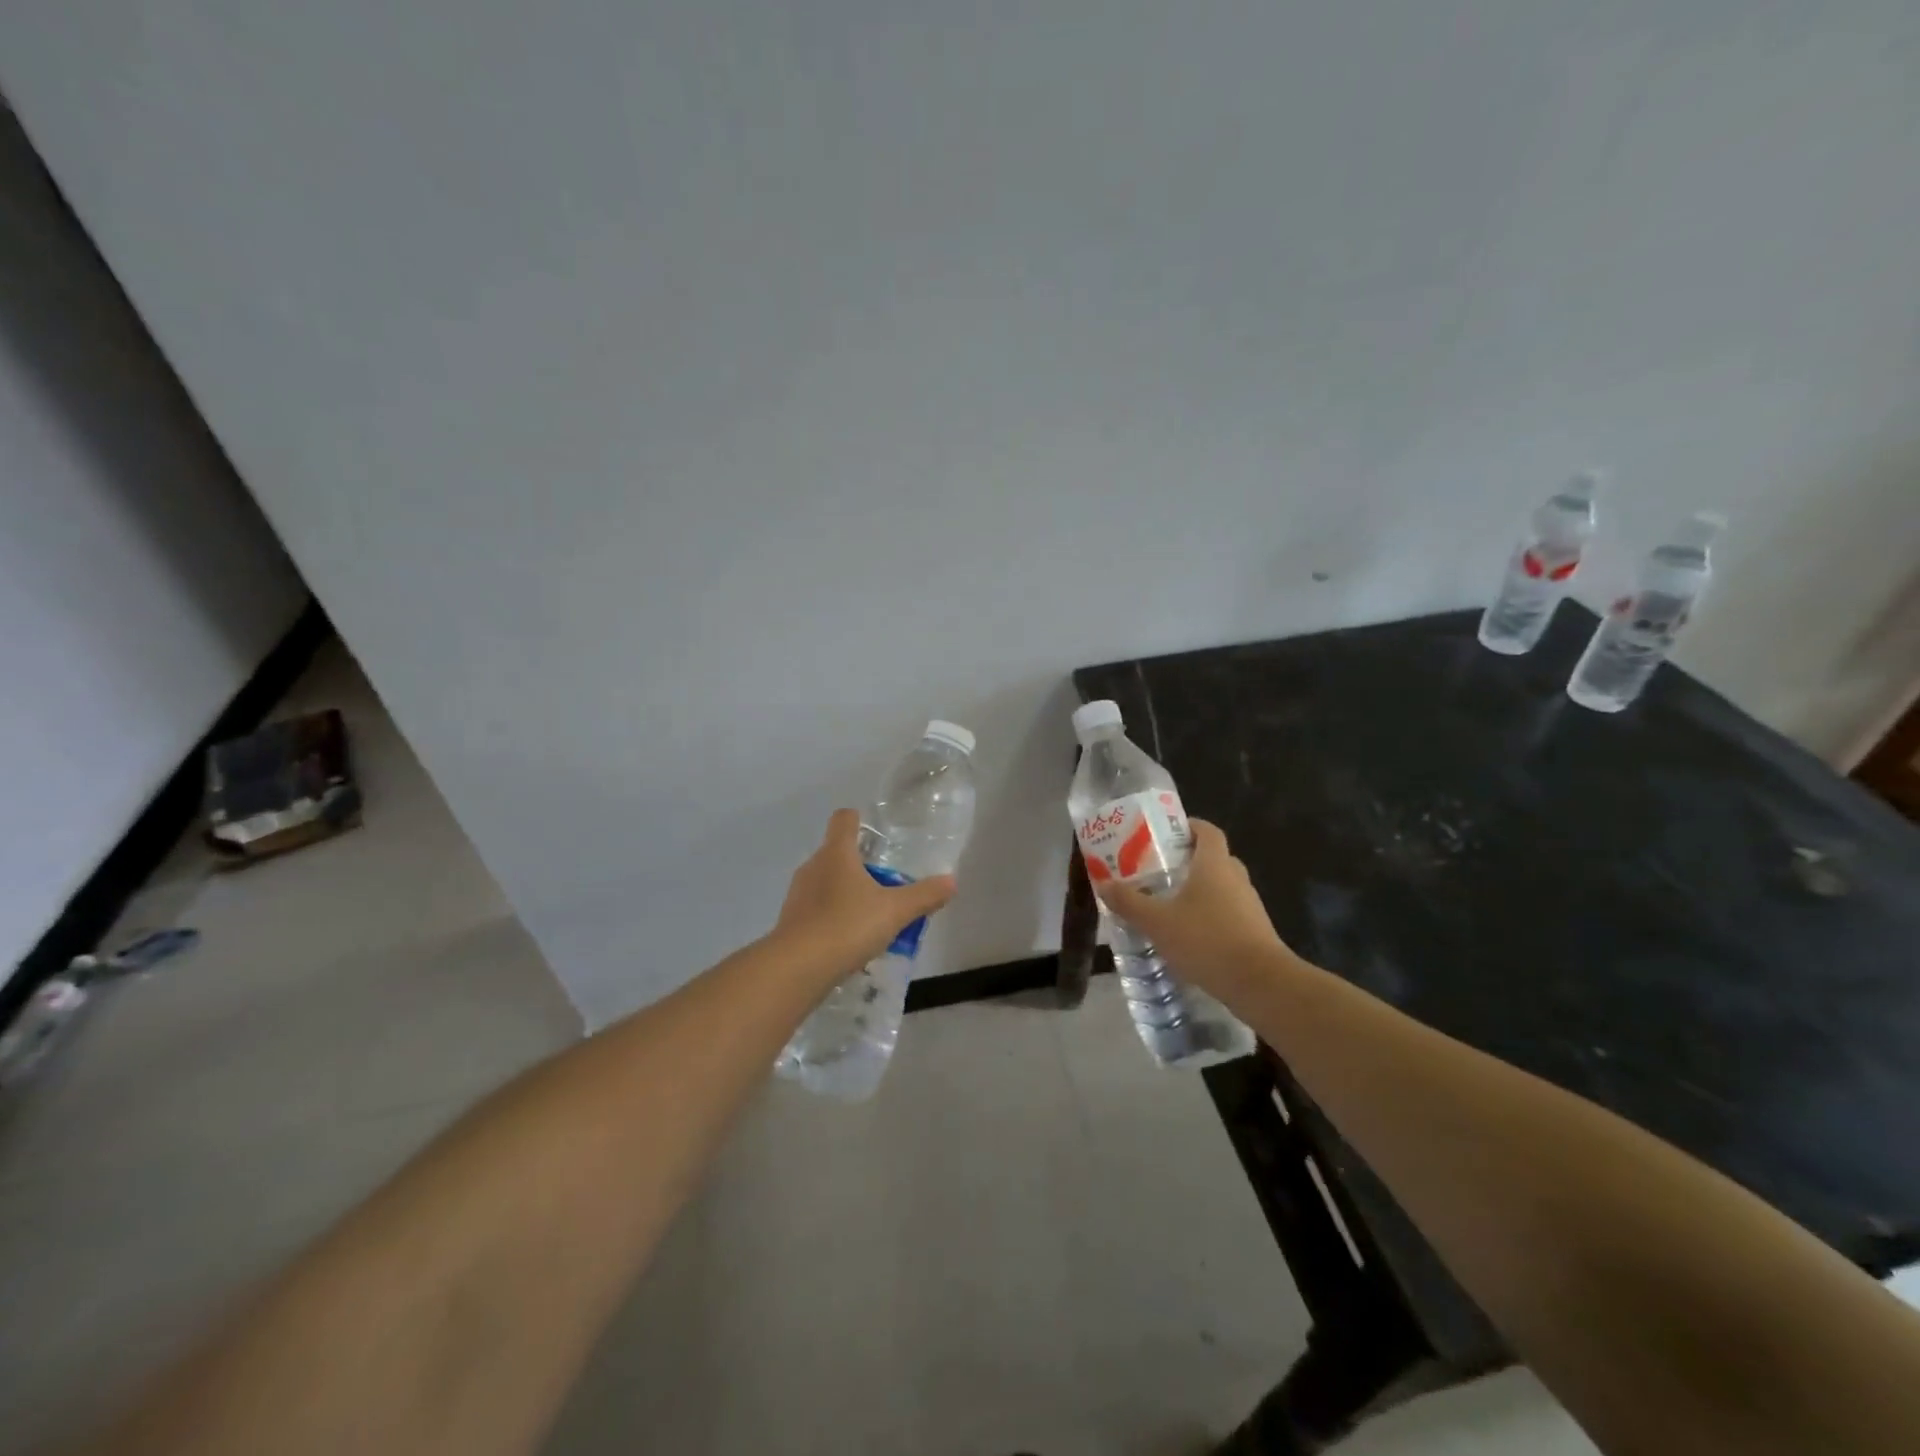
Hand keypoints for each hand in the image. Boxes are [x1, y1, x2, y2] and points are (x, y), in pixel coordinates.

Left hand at [772, 809, 957, 979]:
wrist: (797, 968)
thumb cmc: (847, 926)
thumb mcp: (894, 911)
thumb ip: (923, 896)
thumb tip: (950, 882)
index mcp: (836, 853)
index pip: (843, 819)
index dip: (858, 820)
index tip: (875, 835)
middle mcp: (813, 866)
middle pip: (835, 852)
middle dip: (858, 864)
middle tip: (884, 883)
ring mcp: (797, 894)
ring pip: (824, 882)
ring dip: (844, 893)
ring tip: (869, 915)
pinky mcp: (790, 921)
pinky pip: (815, 910)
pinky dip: (831, 917)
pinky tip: (848, 940)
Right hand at [1094, 819, 1289, 1000]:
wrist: (1260, 983)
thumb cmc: (1206, 939)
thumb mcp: (1157, 922)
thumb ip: (1129, 902)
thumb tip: (1103, 884)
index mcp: (1214, 864)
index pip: (1207, 831)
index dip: (1189, 827)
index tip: (1166, 834)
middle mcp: (1236, 878)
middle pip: (1214, 858)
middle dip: (1188, 861)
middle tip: (1159, 870)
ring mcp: (1250, 906)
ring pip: (1222, 887)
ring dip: (1199, 891)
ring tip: (1168, 905)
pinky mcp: (1255, 931)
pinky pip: (1228, 913)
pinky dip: (1209, 917)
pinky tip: (1189, 936)